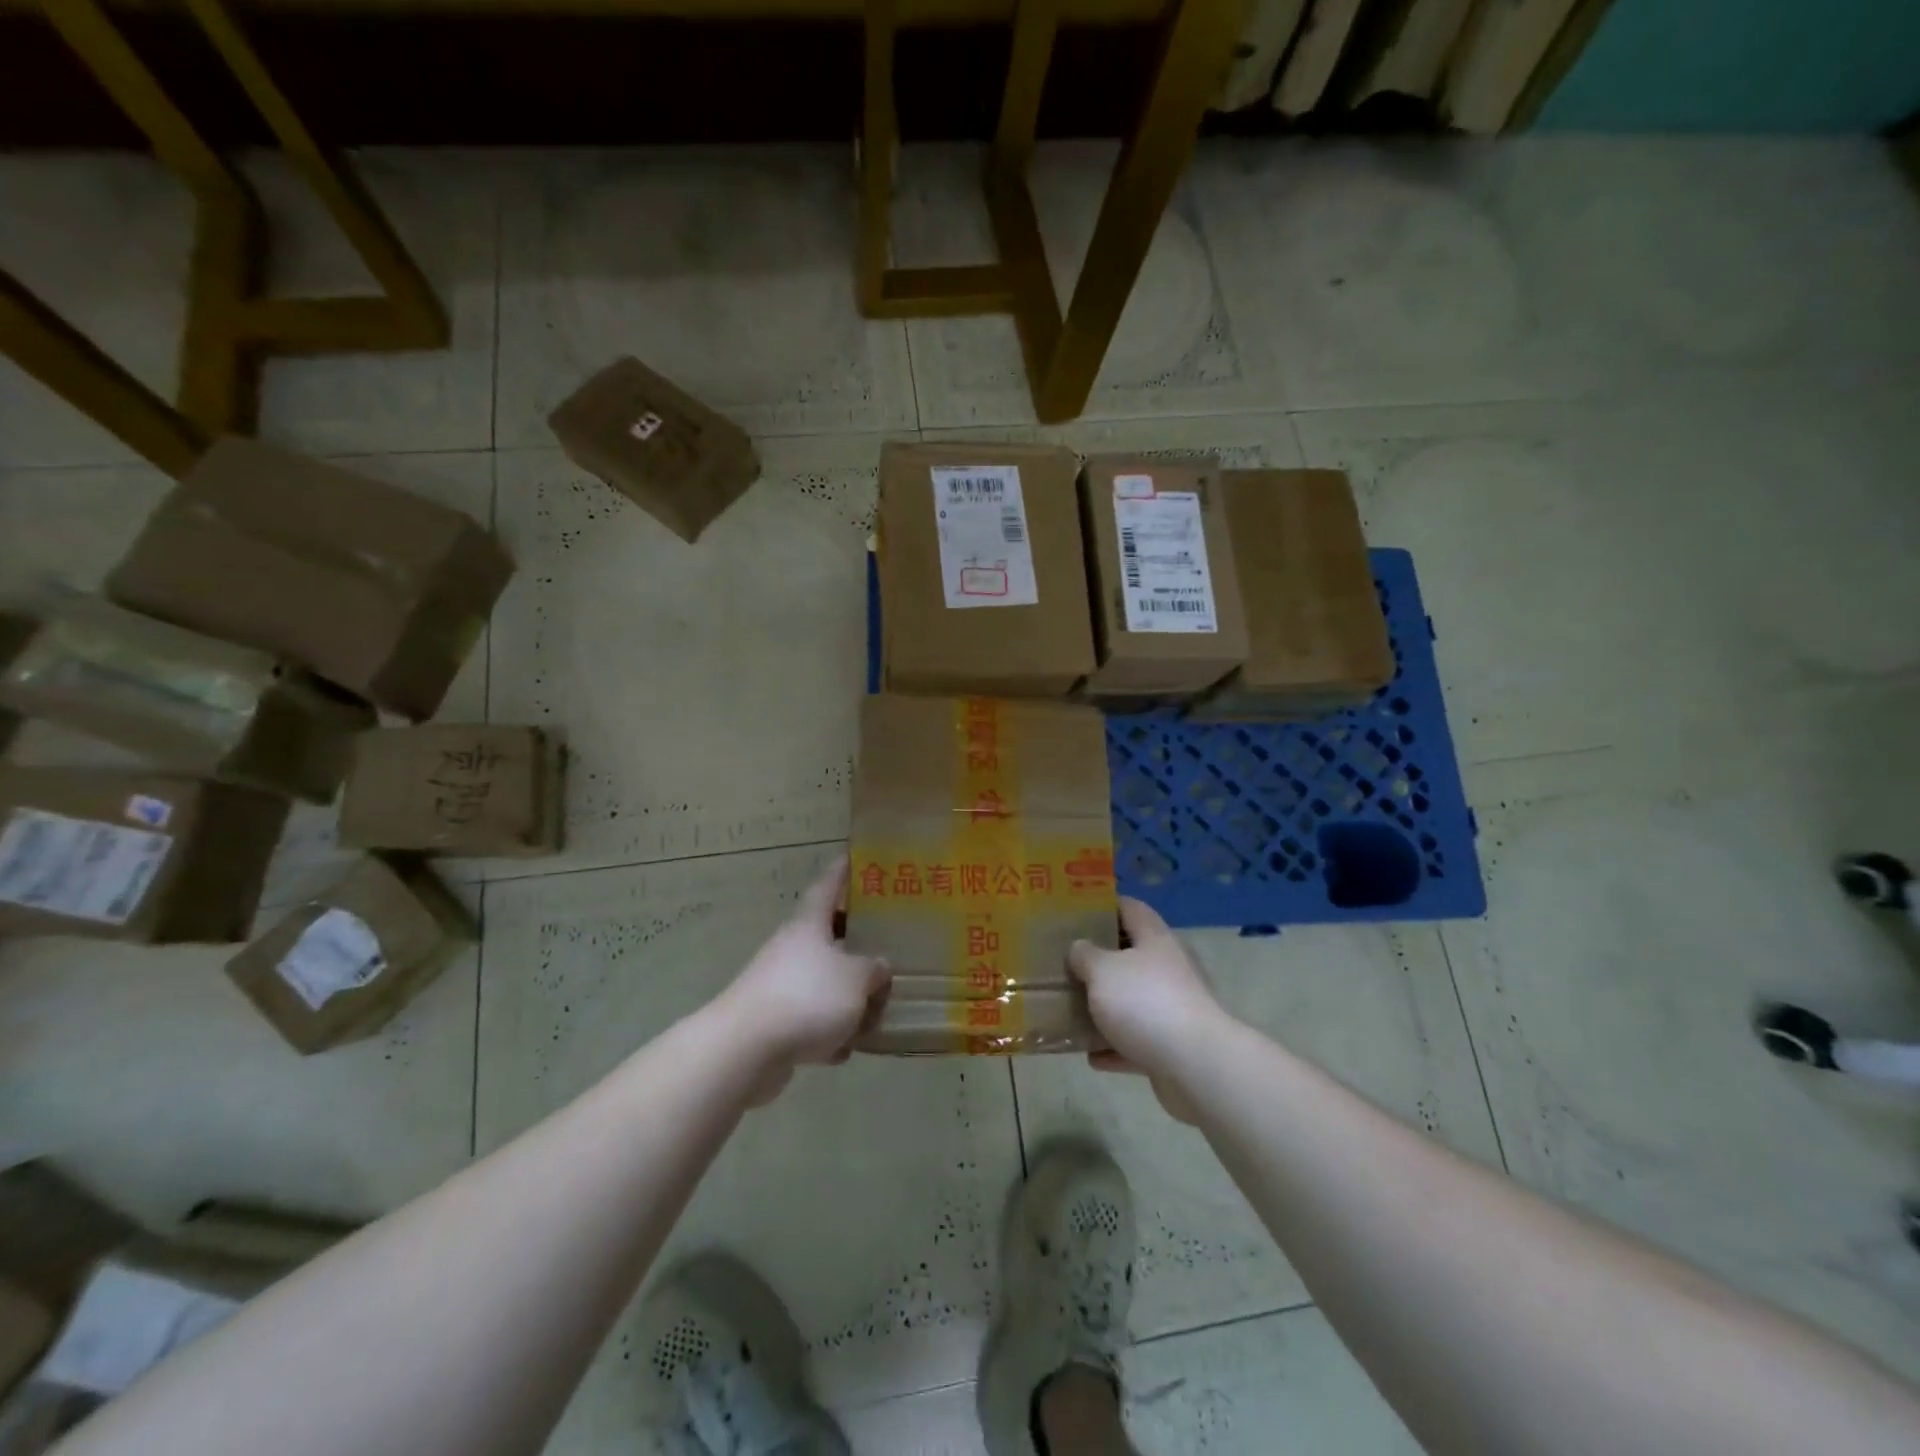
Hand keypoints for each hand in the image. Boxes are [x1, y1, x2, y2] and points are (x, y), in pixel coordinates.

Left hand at [718, 858, 889, 1103]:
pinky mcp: (773, 1023)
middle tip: (884, 938)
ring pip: (820, 981)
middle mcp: (791, 949)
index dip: (841, 871)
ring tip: (876, 1003)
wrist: (745, 1049)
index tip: (853, 857)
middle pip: (826, 936)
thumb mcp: (855, 979)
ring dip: (844, 993)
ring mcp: (779, 986)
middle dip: (853, 939)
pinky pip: (809, 1020)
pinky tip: (846, 1049)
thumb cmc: (806, 996)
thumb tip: (881, 966)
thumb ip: (873, 970)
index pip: (827, 887)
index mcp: (809, 926)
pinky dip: (828, 1031)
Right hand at [1068, 897, 1228, 1123]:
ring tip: (1072, 1009)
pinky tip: (1091, 1056)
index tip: (1076, 911)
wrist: (1196, 1065)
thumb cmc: (1145, 1002)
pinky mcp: (1173, 1045)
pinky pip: (1137, 1041)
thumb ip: (1085, 955)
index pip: (1130, 908)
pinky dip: (1116, 1047)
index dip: (1105, 905)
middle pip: (1131, 955)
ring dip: (1106, 1007)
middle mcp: (1168, 968)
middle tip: (1066, 962)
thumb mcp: (1102, 970)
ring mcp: (1173, 1007)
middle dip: (1099, 960)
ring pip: (1133, 1000)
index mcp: (1154, 939)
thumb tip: (1079, 948)